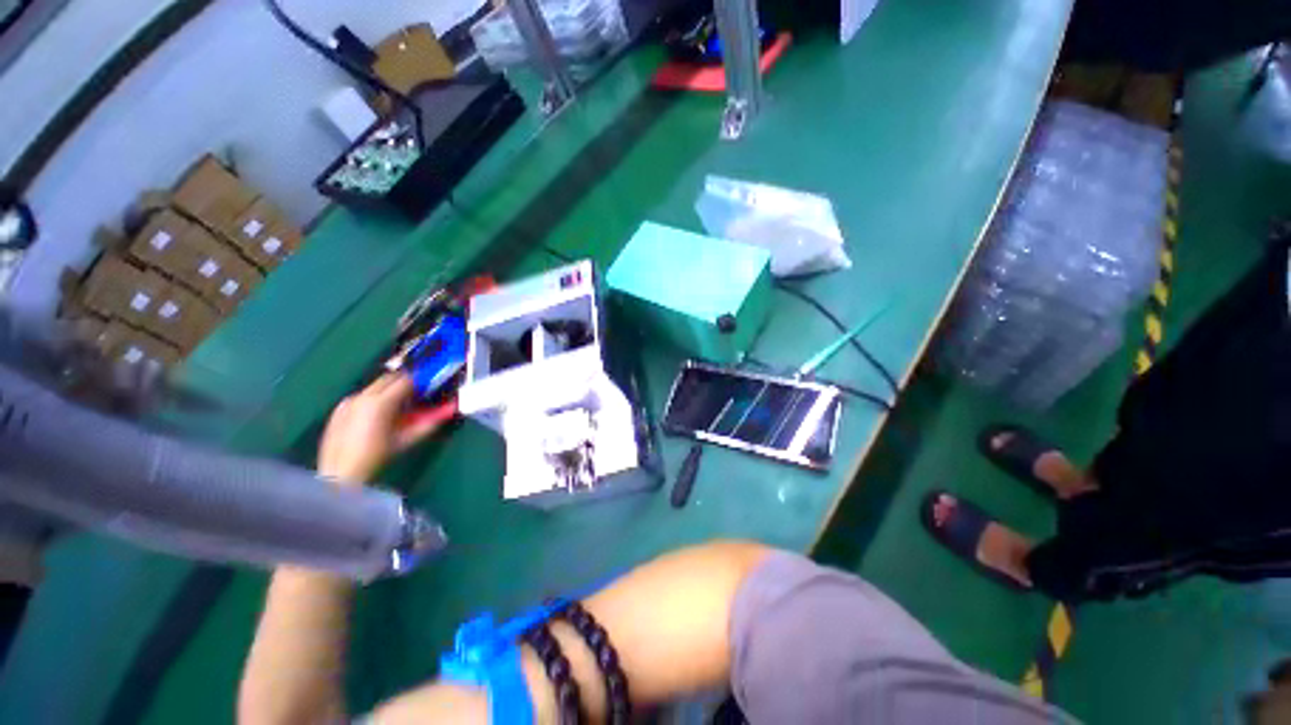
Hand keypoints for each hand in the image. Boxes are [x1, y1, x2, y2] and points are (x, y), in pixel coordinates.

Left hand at [317, 373, 450, 485]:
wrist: (340, 473)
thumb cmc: (377, 457)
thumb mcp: (406, 439)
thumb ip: (429, 422)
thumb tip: (449, 410)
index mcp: (380, 403)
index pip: (406, 380)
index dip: (420, 381)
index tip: (428, 386)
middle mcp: (363, 397)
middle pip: (389, 377)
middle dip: (405, 383)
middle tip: (416, 395)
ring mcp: (348, 402)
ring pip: (375, 386)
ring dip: (389, 391)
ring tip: (397, 408)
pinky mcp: (339, 409)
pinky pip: (362, 397)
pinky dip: (374, 400)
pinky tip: (377, 417)